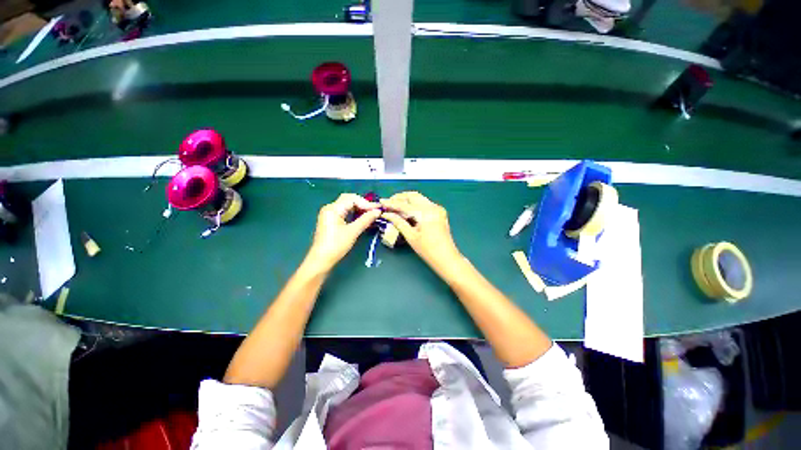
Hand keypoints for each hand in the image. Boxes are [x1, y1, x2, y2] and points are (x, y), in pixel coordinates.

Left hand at [305, 193, 379, 271]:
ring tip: (371, 213)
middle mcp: (330, 208)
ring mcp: (329, 214)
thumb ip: (366, 220)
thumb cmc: (336, 245)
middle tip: (375, 210)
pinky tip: (362, 217)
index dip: (366, 203)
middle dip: (363, 203)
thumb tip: (378, 211)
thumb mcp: (353, 232)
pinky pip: (344, 211)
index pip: (352, 199)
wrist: (321, 260)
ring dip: (359, 208)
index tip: (378, 209)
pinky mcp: (331, 220)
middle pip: (349, 199)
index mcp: (333, 208)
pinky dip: (354, 213)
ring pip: (347, 205)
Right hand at [380, 192, 463, 272]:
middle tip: (388, 203)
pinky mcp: (439, 212)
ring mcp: (437, 208)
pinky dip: (414, 205)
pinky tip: (407, 211)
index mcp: (425, 213)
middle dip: (400, 197)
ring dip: (407, 200)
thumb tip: (387, 214)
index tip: (381, 201)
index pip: (405, 204)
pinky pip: (424, 204)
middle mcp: (433, 207)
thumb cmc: (428, 250)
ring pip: (419, 198)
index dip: (391, 203)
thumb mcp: (411, 236)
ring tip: (395, 206)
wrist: (447, 258)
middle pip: (413, 196)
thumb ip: (398, 222)